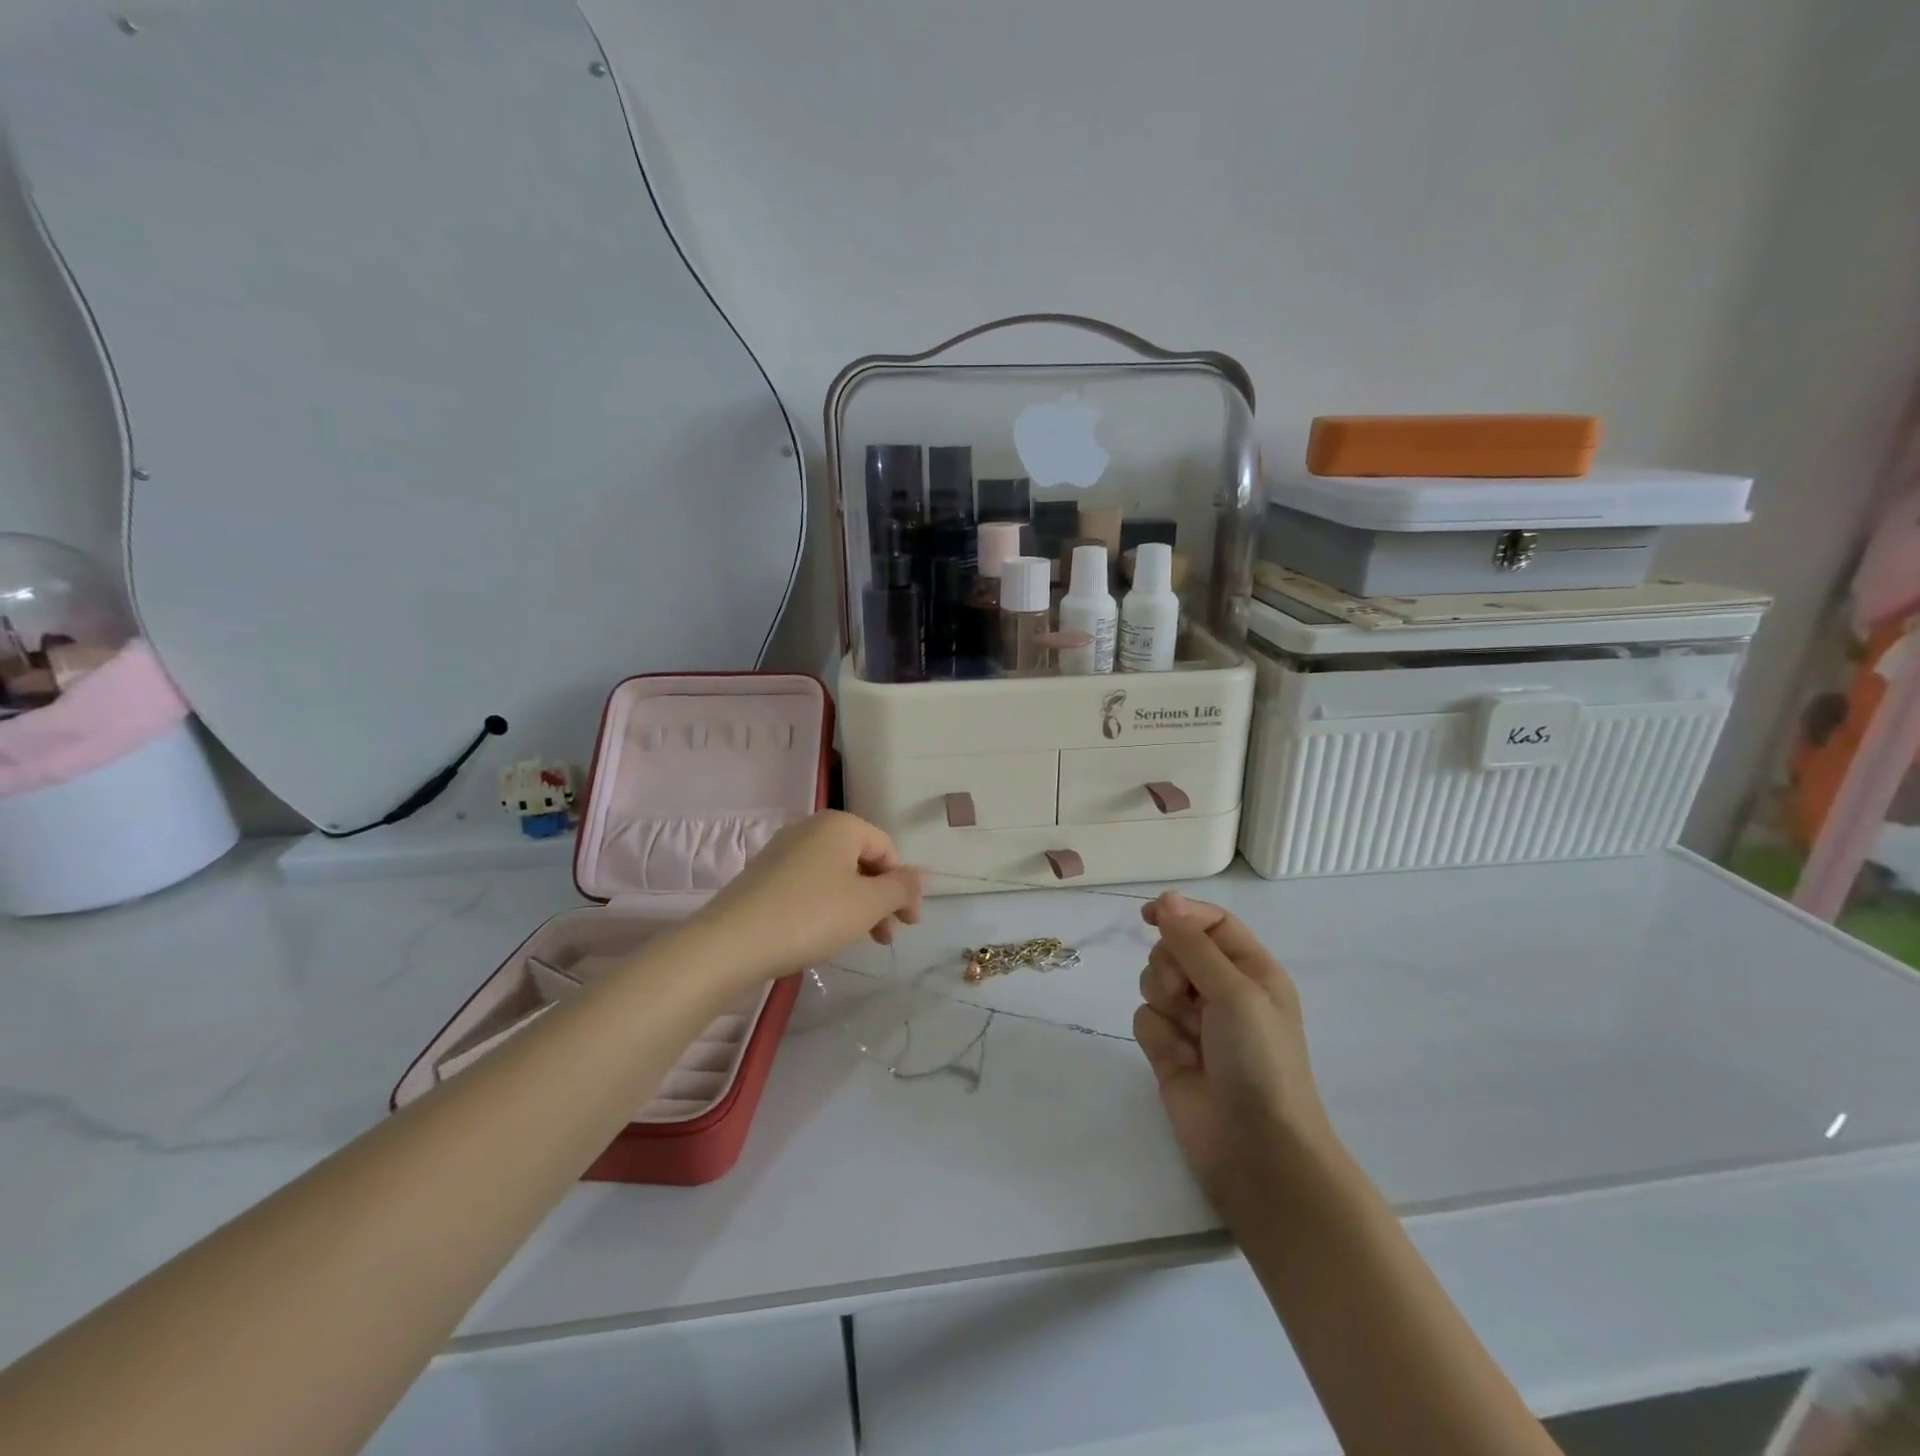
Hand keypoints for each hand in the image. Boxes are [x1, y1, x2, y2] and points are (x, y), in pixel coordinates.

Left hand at [688, 811, 921, 984]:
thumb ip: (901, 888)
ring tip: (858, 941)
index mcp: (840, 825)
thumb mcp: (868, 904)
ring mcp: (783, 851)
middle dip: (880, 898)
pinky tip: (824, 934)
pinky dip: (827, 906)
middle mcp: (810, 829)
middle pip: (861, 861)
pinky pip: (809, 885)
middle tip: (886, 938)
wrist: (732, 942)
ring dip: (856, 906)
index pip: (887, 849)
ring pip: (835, 875)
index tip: (908, 924)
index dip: (903, 887)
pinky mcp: (764, 876)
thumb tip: (923, 874)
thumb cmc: (811, 915)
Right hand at [1134, 892, 1335, 1206]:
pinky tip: (1181, 1061)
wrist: (1256, 1148)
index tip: (1148, 916)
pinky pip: (1145, 1019)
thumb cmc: (1259, 1060)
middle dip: (1170, 967)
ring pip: (1153, 983)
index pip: (1210, 923)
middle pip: (1174, 950)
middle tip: (1186, 994)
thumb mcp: (1234, 991)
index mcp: (1251, 969)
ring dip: (1164, 1004)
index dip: (1180, 913)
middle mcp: (1223, 990)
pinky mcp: (1170, 1049)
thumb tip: (1166, 898)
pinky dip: (1158, 1037)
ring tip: (1189, 1035)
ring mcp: (1194, 1021)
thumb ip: (1194, 943)